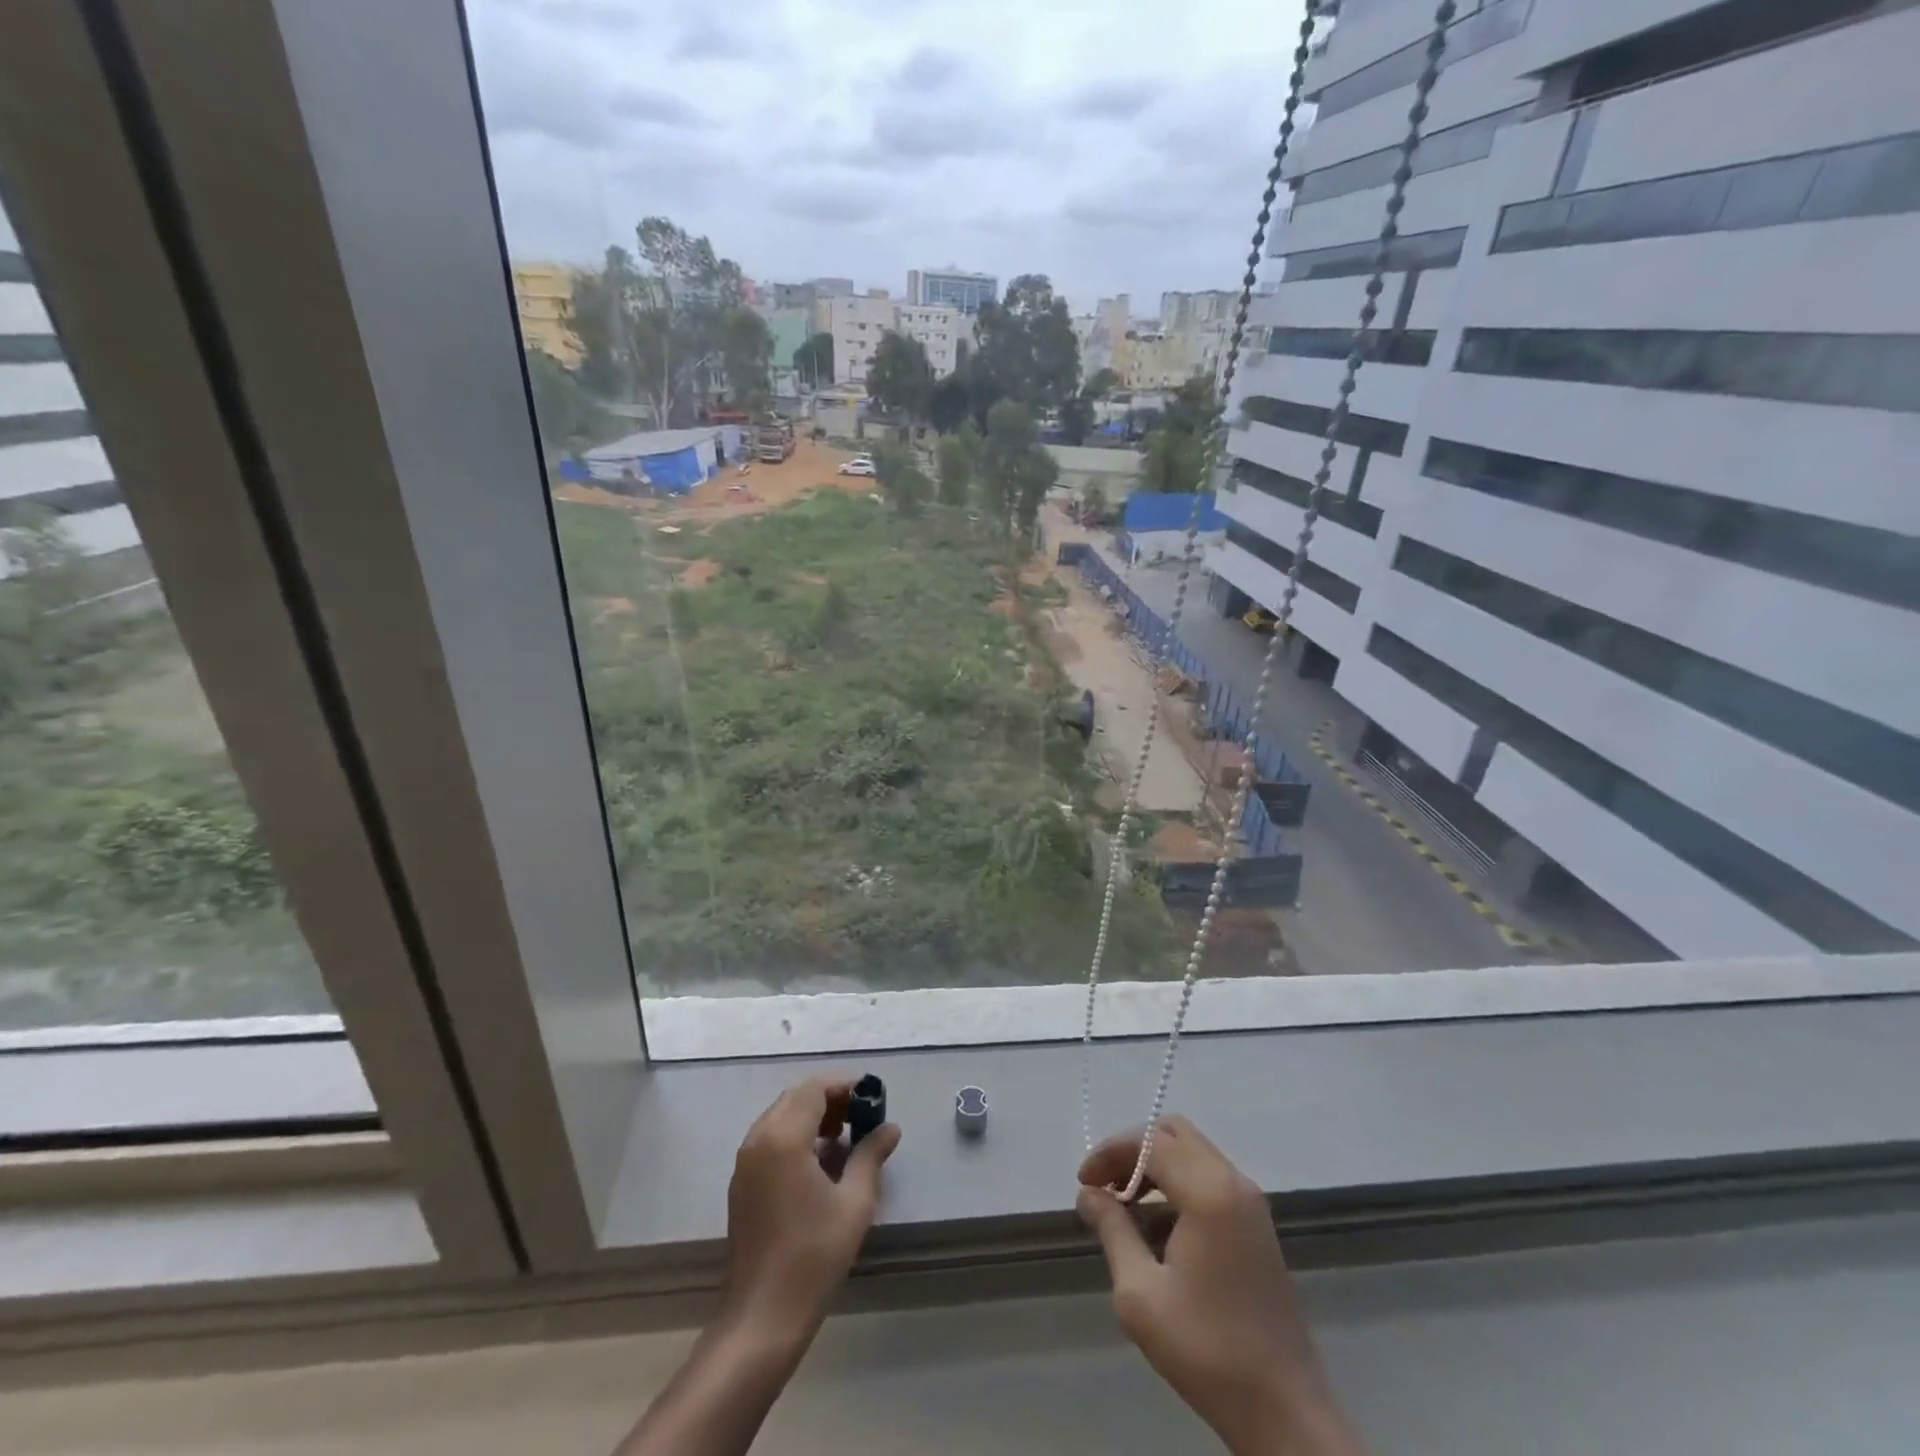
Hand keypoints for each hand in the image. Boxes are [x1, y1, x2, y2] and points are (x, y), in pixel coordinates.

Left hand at [722, 1077, 900, 1347]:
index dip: (844, 1086)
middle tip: (861, 1117)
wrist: (762, 1318)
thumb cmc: (813, 1256)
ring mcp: (745, 1163)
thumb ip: (871, 1156)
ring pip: (781, 1117)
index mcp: (782, 1138)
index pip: (814, 1089)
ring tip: (845, 1140)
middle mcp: (758, 1140)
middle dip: (829, 1100)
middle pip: (795, 1098)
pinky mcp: (742, 1184)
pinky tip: (820, 1164)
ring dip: (812, 1117)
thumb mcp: (854, 1202)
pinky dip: (796, 1137)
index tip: (871, 1098)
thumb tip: (890, 1128)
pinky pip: (770, 1140)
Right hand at [1078, 1117, 1361, 1455]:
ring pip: (1192, 1152)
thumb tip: (1088, 1195)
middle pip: (1173, 1133)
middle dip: (1132, 1150)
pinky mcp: (1257, 1225)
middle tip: (1104, 1185)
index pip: (1149, 1142)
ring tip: (1124, 1205)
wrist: (1285, 1412)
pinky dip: (1178, 1183)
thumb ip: (1113, 1230)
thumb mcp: (1141, 1293)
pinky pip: (1209, 1177)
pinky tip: (1158, 1228)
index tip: (1083, 1184)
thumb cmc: (1207, 1351)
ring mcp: (1251, 1203)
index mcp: (1208, 1192)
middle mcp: (1233, 1182)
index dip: (1110, 1153)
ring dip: (1155, 1165)